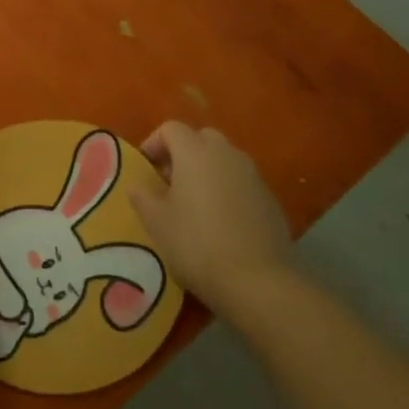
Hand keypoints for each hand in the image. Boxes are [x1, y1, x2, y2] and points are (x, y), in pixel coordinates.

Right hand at [130, 122, 293, 318]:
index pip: (171, 128)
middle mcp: (226, 154)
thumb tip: (139, 184)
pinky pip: (241, 181)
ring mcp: (252, 174)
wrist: (256, 279)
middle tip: (169, 182)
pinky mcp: (269, 197)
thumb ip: (142, 195)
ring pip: (224, 159)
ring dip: (206, 171)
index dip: (154, 143)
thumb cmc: (196, 244)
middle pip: (201, 138)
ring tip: (194, 203)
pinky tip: (220, 221)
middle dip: (183, 153)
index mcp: (195, 152)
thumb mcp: (156, 221)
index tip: (145, 168)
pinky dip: (227, 190)